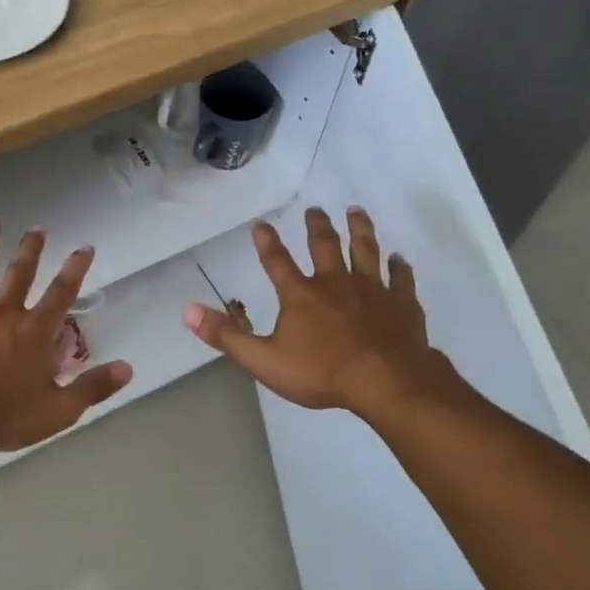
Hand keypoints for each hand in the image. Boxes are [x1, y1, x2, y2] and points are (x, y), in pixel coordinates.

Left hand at [0, 218, 132, 456]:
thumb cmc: (6, 416)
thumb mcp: (59, 410)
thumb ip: (92, 387)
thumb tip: (128, 368)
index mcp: (34, 332)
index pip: (61, 293)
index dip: (75, 269)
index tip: (84, 247)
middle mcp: (4, 315)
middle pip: (19, 274)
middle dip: (31, 249)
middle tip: (37, 227)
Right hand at [182, 206, 462, 423]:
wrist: (385, 380)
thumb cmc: (321, 372)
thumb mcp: (264, 359)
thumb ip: (226, 336)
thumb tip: (188, 311)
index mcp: (301, 295)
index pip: (277, 262)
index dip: (267, 243)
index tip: (261, 224)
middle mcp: (335, 283)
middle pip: (325, 246)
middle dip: (317, 226)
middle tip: (315, 209)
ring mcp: (372, 290)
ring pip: (365, 250)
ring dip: (360, 230)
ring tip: (356, 211)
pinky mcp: (401, 303)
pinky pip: (401, 278)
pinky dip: (399, 267)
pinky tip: (400, 258)